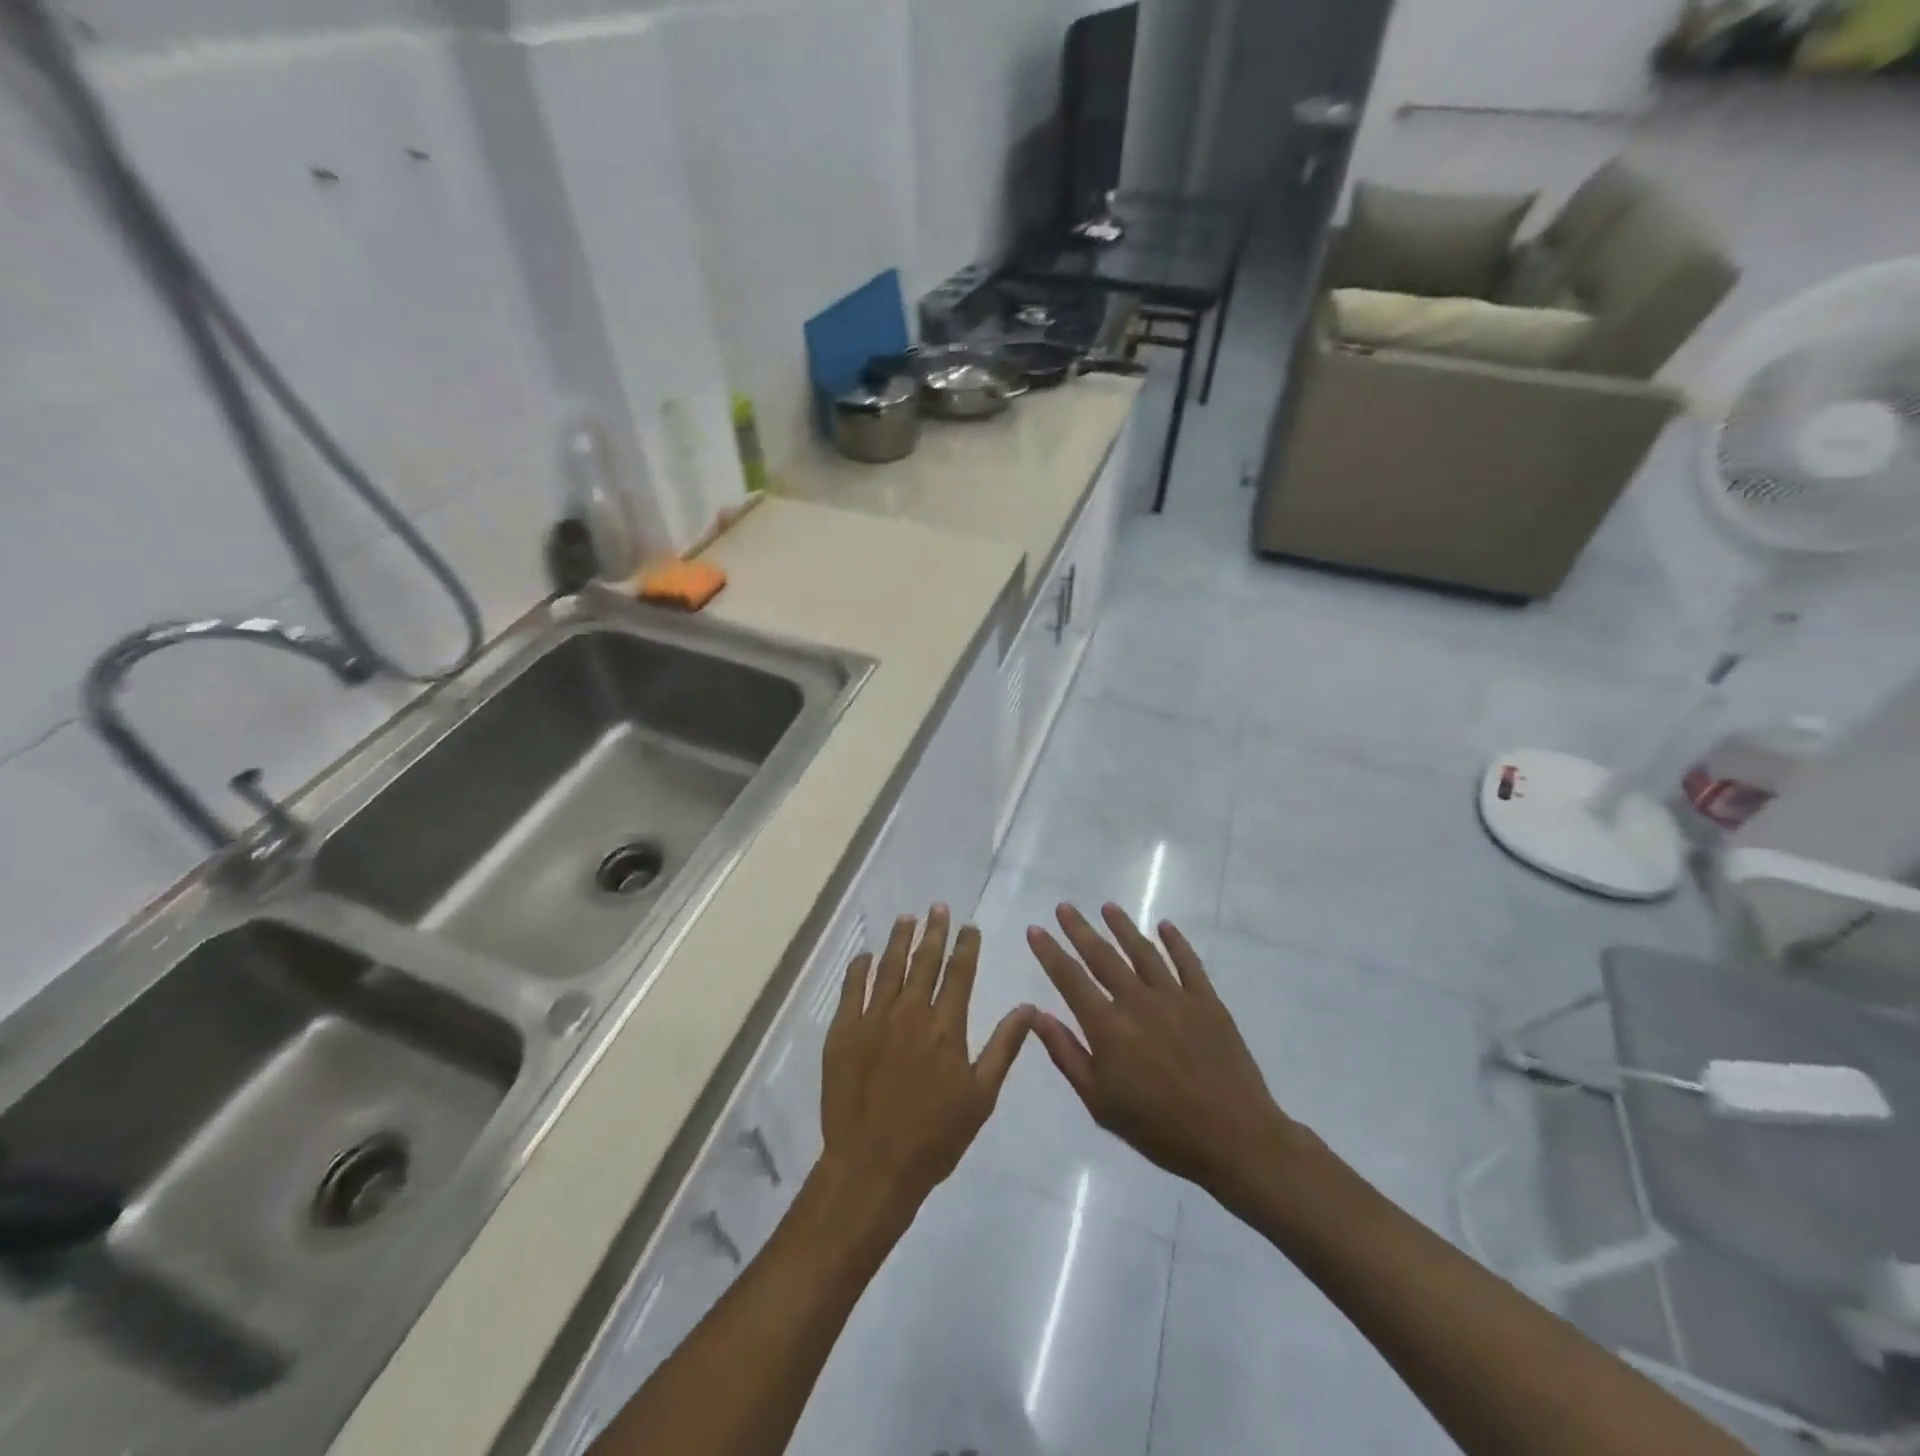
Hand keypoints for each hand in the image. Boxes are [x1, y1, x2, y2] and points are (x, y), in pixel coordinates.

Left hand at [819, 906, 1033, 1228]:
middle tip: (937, 907)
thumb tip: (1028, 1007)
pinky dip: (859, 968)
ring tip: (907, 918)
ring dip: (899, 940)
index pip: (959, 973)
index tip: (969, 926)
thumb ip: (1003, 1047)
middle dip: (934, 931)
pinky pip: (851, 988)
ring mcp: (873, 1019)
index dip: (966, 946)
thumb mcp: (981, 1096)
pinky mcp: (843, 1031)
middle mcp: (911, 1013)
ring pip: (888, 967)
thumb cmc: (934, 1137)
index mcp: (946, 1027)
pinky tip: (865, 955)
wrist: (872, 1165)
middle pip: (924, 961)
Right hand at [1026, 904, 1313, 1208]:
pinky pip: (1188, 962)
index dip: (1050, 952)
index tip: (1035, 929)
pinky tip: (1165, 926)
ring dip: (1123, 927)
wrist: (1233, 1138)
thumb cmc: (1159, 1129)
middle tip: (1064, 907)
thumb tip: (1037, 1015)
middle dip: (1080, 930)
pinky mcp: (1207, 1001)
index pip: (1070, 979)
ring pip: (1143, 951)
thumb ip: (1066, 1054)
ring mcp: (1175, 997)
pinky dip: (1176, 941)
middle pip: (1102, 956)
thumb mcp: (1099, 1102)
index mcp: (1107, 1027)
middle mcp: (1137, 1001)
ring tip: (1108, 907)